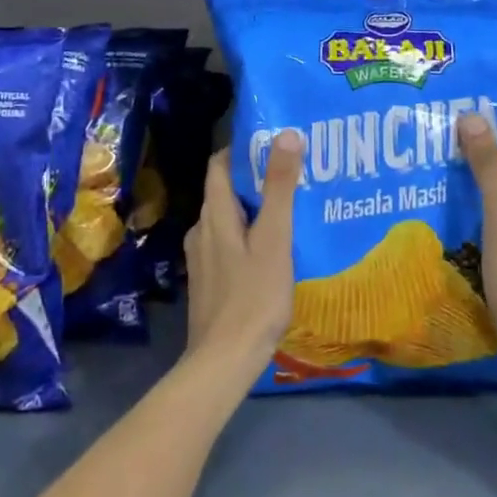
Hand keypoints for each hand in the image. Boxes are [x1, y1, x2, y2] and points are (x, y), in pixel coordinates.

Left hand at [182, 132, 302, 387]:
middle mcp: (201, 230)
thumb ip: (280, 188)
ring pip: (229, 220)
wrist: (224, 361)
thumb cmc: (253, 296)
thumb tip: (286, 134)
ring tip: (291, 211)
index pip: (219, 164)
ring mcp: (202, 258)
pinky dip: (250, 236)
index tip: (275, 143)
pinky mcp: (209, 281)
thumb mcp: (274, 238)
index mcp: (214, 215)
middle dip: (256, 179)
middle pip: (225, 191)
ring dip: (255, 210)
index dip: (243, 149)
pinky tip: (275, 250)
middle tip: (294, 175)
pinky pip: (230, 244)